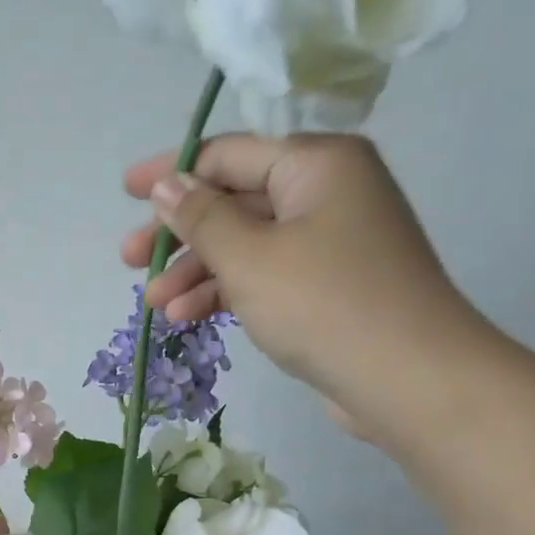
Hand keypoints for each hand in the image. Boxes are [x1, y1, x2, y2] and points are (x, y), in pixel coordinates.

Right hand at [121, 134, 491, 446]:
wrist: (408, 379)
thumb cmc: (323, 303)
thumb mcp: (248, 257)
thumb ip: (200, 217)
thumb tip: (163, 184)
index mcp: (314, 164)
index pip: (228, 155)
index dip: (172, 172)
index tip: (127, 191)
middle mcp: (325, 192)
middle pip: (234, 202)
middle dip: (179, 235)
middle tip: (129, 260)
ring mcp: (329, 242)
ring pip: (246, 245)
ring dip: (196, 272)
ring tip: (154, 304)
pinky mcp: (327, 287)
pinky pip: (265, 276)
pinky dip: (227, 292)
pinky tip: (188, 317)